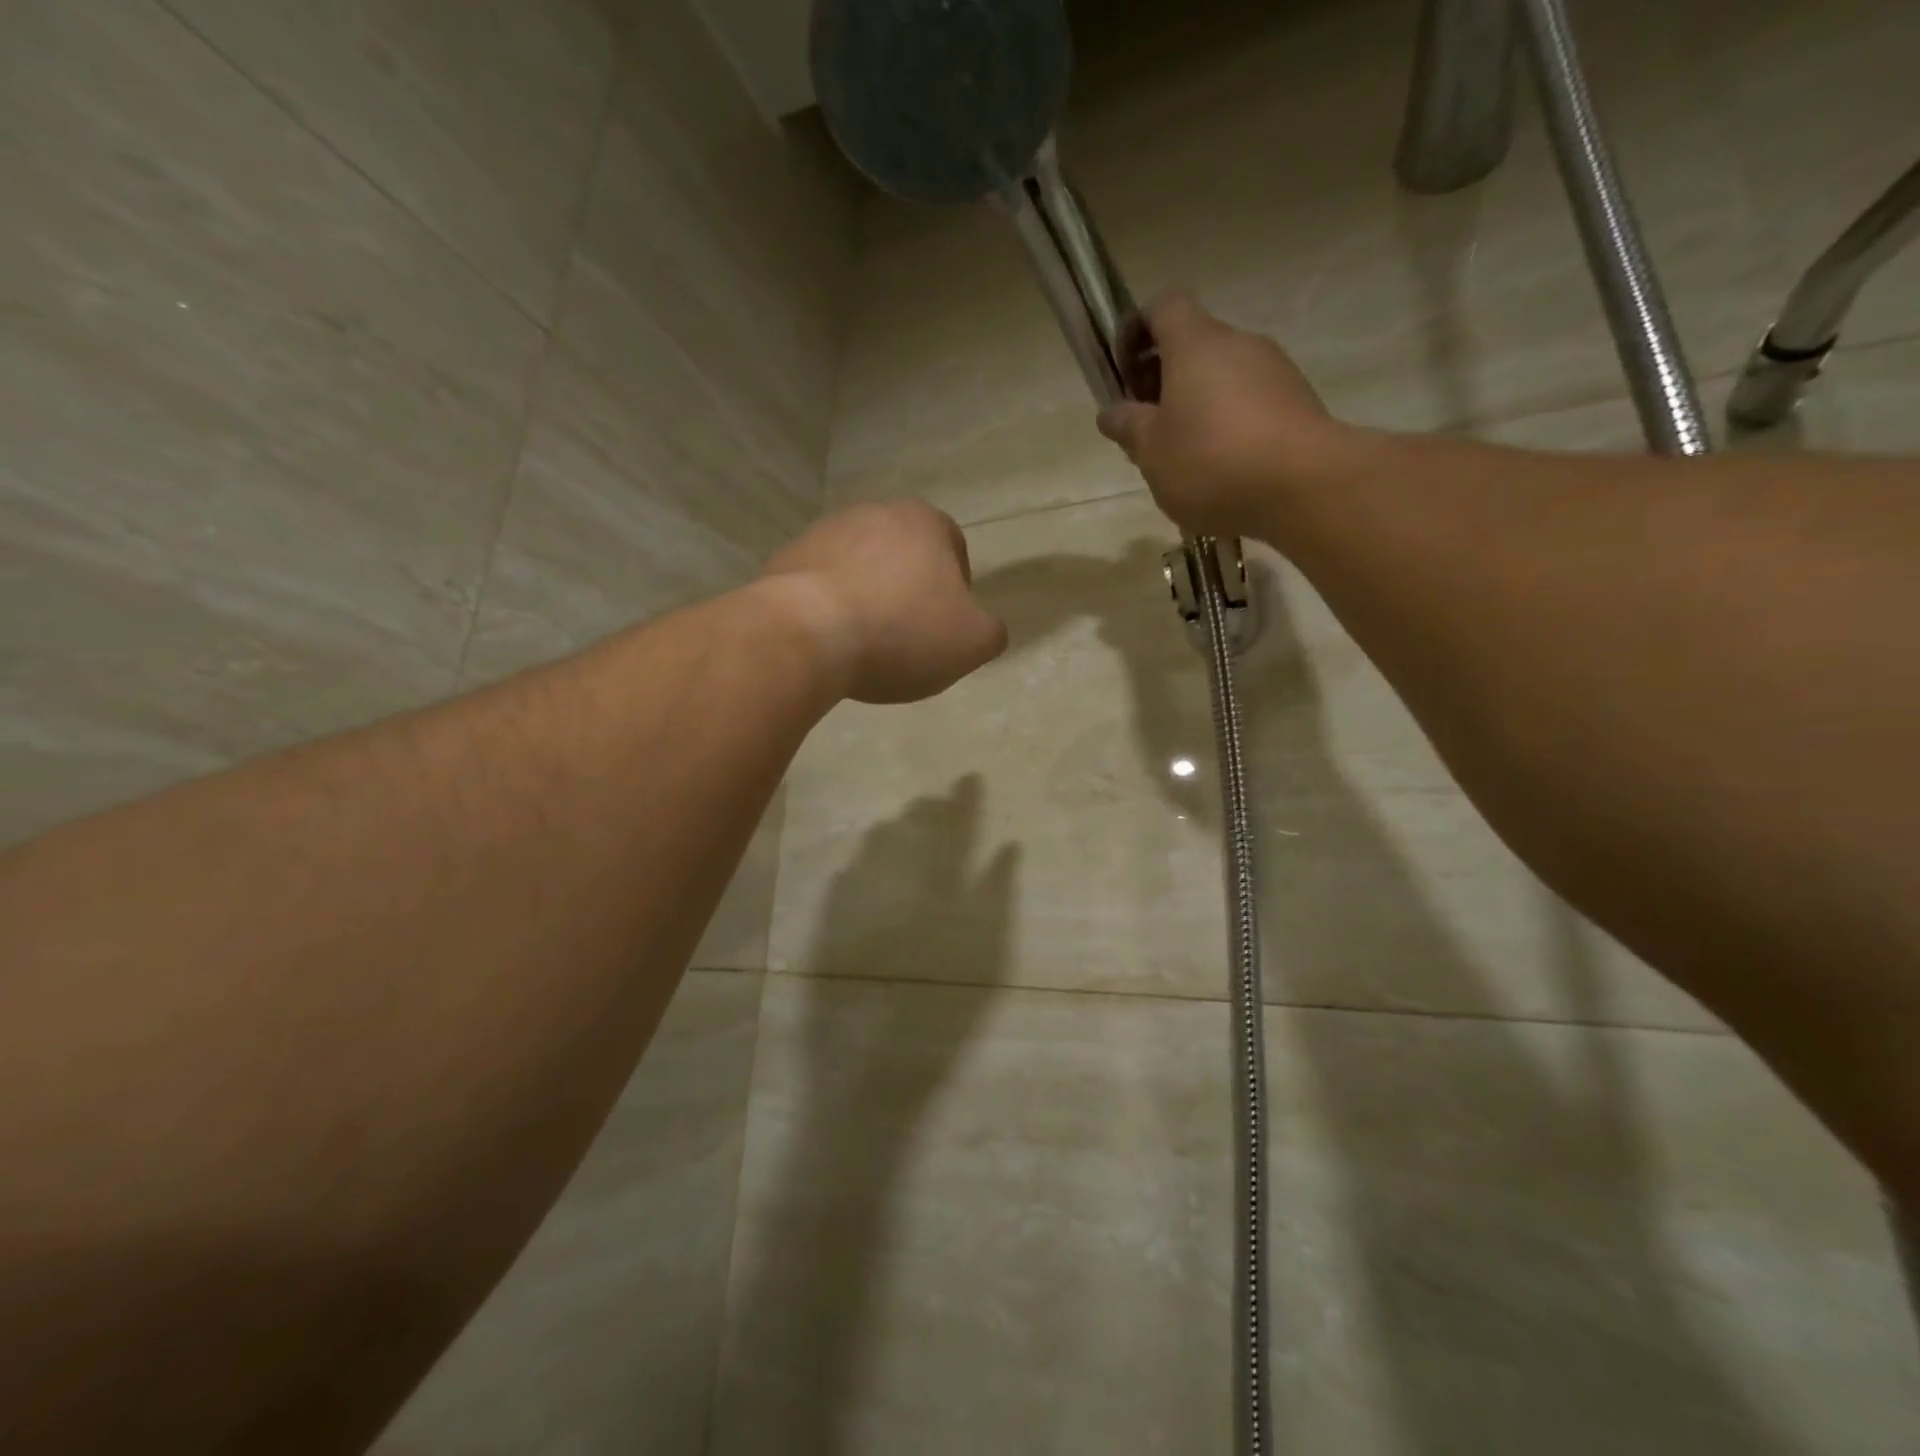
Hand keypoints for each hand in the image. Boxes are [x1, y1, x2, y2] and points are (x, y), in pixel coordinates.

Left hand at [758, 500, 1007, 704]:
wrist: (806, 634)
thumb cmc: (901, 632)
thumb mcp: (972, 643)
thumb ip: (990, 632)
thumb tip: (985, 629)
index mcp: (924, 521)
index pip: (953, 547)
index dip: (956, 589)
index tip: (946, 626)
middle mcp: (873, 513)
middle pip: (904, 555)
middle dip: (909, 591)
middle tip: (908, 637)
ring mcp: (823, 532)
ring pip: (861, 568)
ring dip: (868, 598)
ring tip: (866, 644)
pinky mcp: (786, 559)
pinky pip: (821, 586)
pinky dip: (831, 609)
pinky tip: (832, 643)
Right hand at [1098, 291, 1369, 539]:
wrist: (1303, 486)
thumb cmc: (1210, 461)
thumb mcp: (1151, 451)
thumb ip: (1128, 427)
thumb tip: (1112, 411)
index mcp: (1196, 344)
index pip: (1163, 306)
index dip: (1137, 330)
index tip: (1124, 372)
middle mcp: (1239, 344)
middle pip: (1194, 346)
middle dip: (1165, 381)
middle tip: (1149, 430)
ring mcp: (1275, 372)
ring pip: (1223, 378)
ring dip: (1199, 407)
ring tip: (1185, 459)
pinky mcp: (1298, 403)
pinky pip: (1251, 405)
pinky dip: (1230, 427)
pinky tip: (1223, 470)